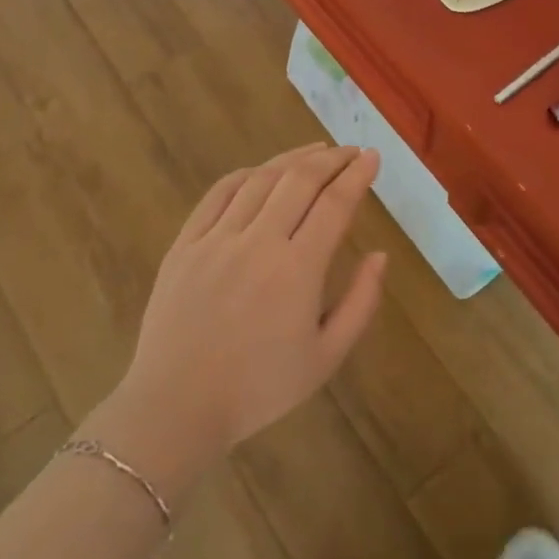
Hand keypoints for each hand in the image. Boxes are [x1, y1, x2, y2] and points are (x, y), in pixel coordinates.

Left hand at [96, 144, 387, 481]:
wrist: (176, 408)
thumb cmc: (260, 388)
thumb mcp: (327, 357)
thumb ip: (361, 302)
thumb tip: (381, 255)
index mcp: (297, 270)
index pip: (335, 204)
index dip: (358, 174)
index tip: (373, 156)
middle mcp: (258, 242)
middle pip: (300, 179)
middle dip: (331, 158)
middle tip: (351, 151)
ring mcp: (217, 239)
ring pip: (261, 179)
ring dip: (293, 158)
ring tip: (316, 151)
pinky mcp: (185, 244)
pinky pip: (219, 193)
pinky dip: (247, 174)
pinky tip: (264, 170)